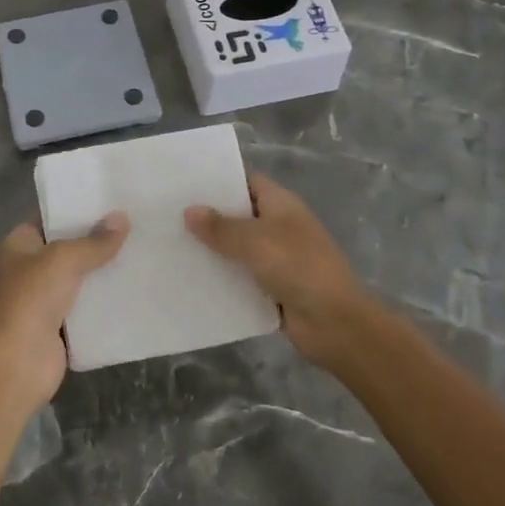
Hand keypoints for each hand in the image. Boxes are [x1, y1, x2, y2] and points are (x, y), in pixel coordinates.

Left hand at [0, 214, 128, 411]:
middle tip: (133, 225)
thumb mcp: (64, 260)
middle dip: (94, 241)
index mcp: (17, 246)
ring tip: (139, 252)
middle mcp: (26, 270)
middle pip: (65, 249)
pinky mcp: (57, 328)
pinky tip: (132, 290)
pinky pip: (84, 309)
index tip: (108, 201)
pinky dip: (103, 303)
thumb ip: (94, 242)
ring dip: (102, 272)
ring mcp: (41, 301)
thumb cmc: (30, 300)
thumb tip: (122, 218)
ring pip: (77, 279)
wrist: (16, 365)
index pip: (47, 218)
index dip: (74, 209)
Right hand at [185, 172, 376, 369]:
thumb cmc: (298, 267)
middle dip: (210, 218)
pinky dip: (223, 279)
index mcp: (282, 205)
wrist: (335, 323)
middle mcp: (280, 227)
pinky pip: (242, 279)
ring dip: (214, 251)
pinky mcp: (273, 289)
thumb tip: (189, 211)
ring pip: (238, 249)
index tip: (187, 186)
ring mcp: (278, 259)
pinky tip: (192, 280)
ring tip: (172, 248)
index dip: (220, 182)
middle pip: (240, 216)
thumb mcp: (255, 241)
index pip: (248, 183)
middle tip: (169, 217)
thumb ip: (220, 227)